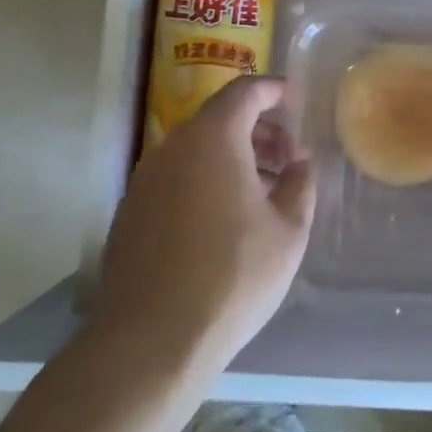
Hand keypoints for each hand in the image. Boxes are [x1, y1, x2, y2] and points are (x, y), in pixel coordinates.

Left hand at [89, 77, 315, 380]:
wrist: (151, 341)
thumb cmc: (233, 275)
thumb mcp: (289, 229)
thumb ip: (300, 183)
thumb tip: (300, 163)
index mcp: (213, 140)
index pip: (245, 91)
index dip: (275, 90)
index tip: (299, 102)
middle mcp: (172, 149)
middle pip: (219, 119)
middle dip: (260, 129)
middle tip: (290, 158)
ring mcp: (145, 181)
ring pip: (197, 150)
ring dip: (234, 156)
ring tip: (265, 191)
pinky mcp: (131, 213)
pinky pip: (177, 177)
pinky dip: (207, 179)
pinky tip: (228, 219)